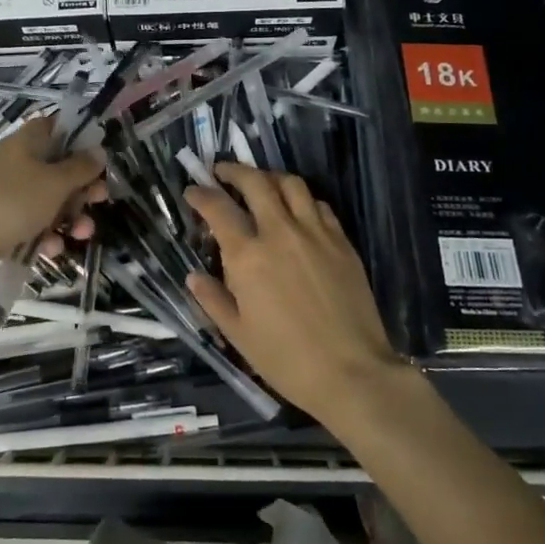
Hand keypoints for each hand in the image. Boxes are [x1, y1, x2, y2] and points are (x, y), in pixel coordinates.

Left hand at [0, 117, 106, 285]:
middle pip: (56, 167)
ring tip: (83, 233)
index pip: (53, 126)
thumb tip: (98, 150)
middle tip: (100, 198)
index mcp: (24, 143)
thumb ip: (80, 167)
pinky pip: (30, 224)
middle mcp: (14, 164)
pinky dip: (45, 235)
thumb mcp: (53, 183)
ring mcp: (4, 195)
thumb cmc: (9, 204)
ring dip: (69, 216)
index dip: (78, 136)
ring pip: (47, 200)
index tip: (99, 155)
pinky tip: (52, 249)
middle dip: (81, 185)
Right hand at [184, 162, 407, 420]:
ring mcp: (316, 233)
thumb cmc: (286, 359)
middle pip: (255, 182)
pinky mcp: (342, 242)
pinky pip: (319, 205)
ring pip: (291, 185)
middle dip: (234, 171)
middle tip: (222, 172)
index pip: (218, 208)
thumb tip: (194, 276)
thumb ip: (213, 299)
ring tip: (260, 184)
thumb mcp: (238, 335)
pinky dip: (302, 199)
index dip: (201, 195)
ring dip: (270, 177)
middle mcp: (280, 232)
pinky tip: (297, 211)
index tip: (192, 191)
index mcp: (248, 256)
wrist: (352, 372)